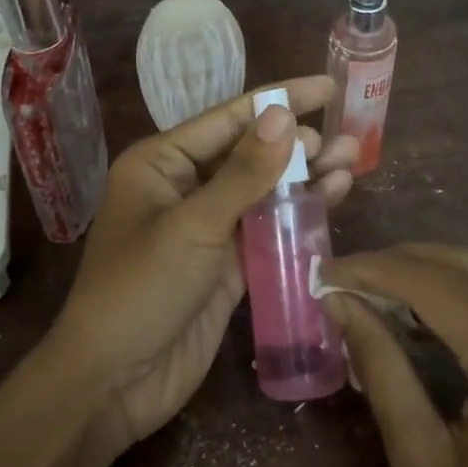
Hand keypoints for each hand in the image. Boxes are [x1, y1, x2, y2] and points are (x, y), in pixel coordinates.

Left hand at [47, 77, 358, 454]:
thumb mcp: (193, 225)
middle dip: (297, 143)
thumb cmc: (140, 289)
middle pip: (249, 153)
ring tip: (352, 161)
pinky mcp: (226, 265)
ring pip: (263, 190)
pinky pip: (267, 228)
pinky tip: (333, 198)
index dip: (279, 100)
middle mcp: (183, 187)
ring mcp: (206, 227)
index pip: (227, 118)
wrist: (115, 380)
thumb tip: (285, 116)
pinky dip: (298, 214)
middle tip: (344, 142)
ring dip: (304, 177)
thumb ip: (243, 173)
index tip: (327, 86)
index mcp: (160, 163)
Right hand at [325, 246, 467, 466]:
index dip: (375, 269)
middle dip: (404, 261)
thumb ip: (381, 368)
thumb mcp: (423, 462)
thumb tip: (340, 303)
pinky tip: (432, 312)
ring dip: (437, 272)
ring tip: (380, 289)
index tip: (326, 272)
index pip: (437, 285)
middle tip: (349, 276)